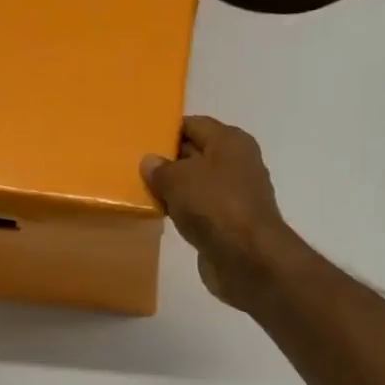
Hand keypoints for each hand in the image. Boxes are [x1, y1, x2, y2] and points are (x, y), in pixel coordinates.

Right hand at [142, 116, 303, 308]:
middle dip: (170, 161)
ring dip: (176, 191)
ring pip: (199, 186)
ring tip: (145, 193)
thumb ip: (160, 169)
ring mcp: (237, 196)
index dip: (168, 130)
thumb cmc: (214, 206)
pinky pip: (202, 211)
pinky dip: (186, 213)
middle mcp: (238, 164)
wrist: (248, 259)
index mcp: (230, 141)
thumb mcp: (178, 179)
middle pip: (197, 155)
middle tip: (136, 168)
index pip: (194, 125)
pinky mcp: (232, 225)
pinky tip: (165, 218)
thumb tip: (151, 162)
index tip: (141, 140)